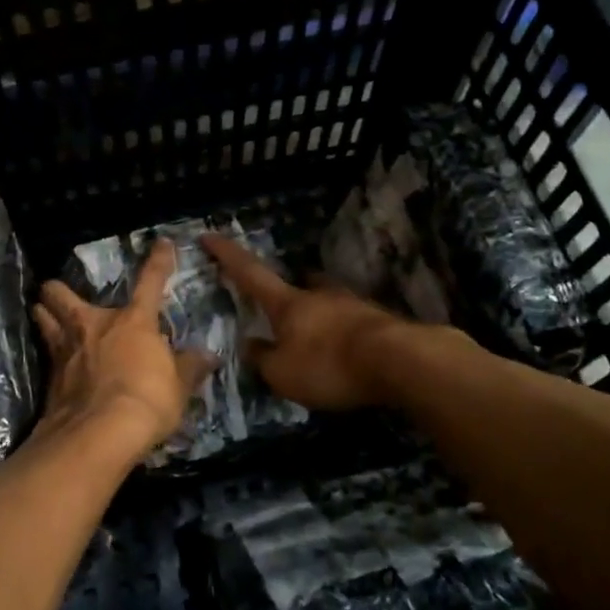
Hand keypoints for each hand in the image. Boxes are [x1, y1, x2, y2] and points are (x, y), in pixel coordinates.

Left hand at [33, 239, 217, 460]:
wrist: (99, 433)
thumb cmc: (147, 400)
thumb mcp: (178, 386)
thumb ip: (189, 367)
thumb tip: (208, 355)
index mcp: (133, 321)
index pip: (150, 282)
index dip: (158, 262)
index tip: (162, 243)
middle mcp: (94, 325)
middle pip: (62, 294)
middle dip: (57, 290)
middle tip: (56, 291)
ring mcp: (66, 349)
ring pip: (43, 318)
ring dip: (42, 314)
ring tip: (41, 312)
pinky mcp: (50, 377)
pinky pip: (46, 355)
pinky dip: (48, 354)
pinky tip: (52, 362)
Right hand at [201, 234, 426, 411]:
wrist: (400, 361)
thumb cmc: (329, 365)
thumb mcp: (282, 374)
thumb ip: (263, 359)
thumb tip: (252, 345)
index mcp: (288, 304)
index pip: (250, 274)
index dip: (227, 255)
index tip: (209, 235)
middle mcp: (319, 295)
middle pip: (298, 285)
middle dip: (287, 293)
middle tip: (282, 306)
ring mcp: (353, 305)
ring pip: (328, 302)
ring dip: (319, 315)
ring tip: (317, 338)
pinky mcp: (381, 322)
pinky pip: (352, 323)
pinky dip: (343, 335)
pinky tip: (346, 353)